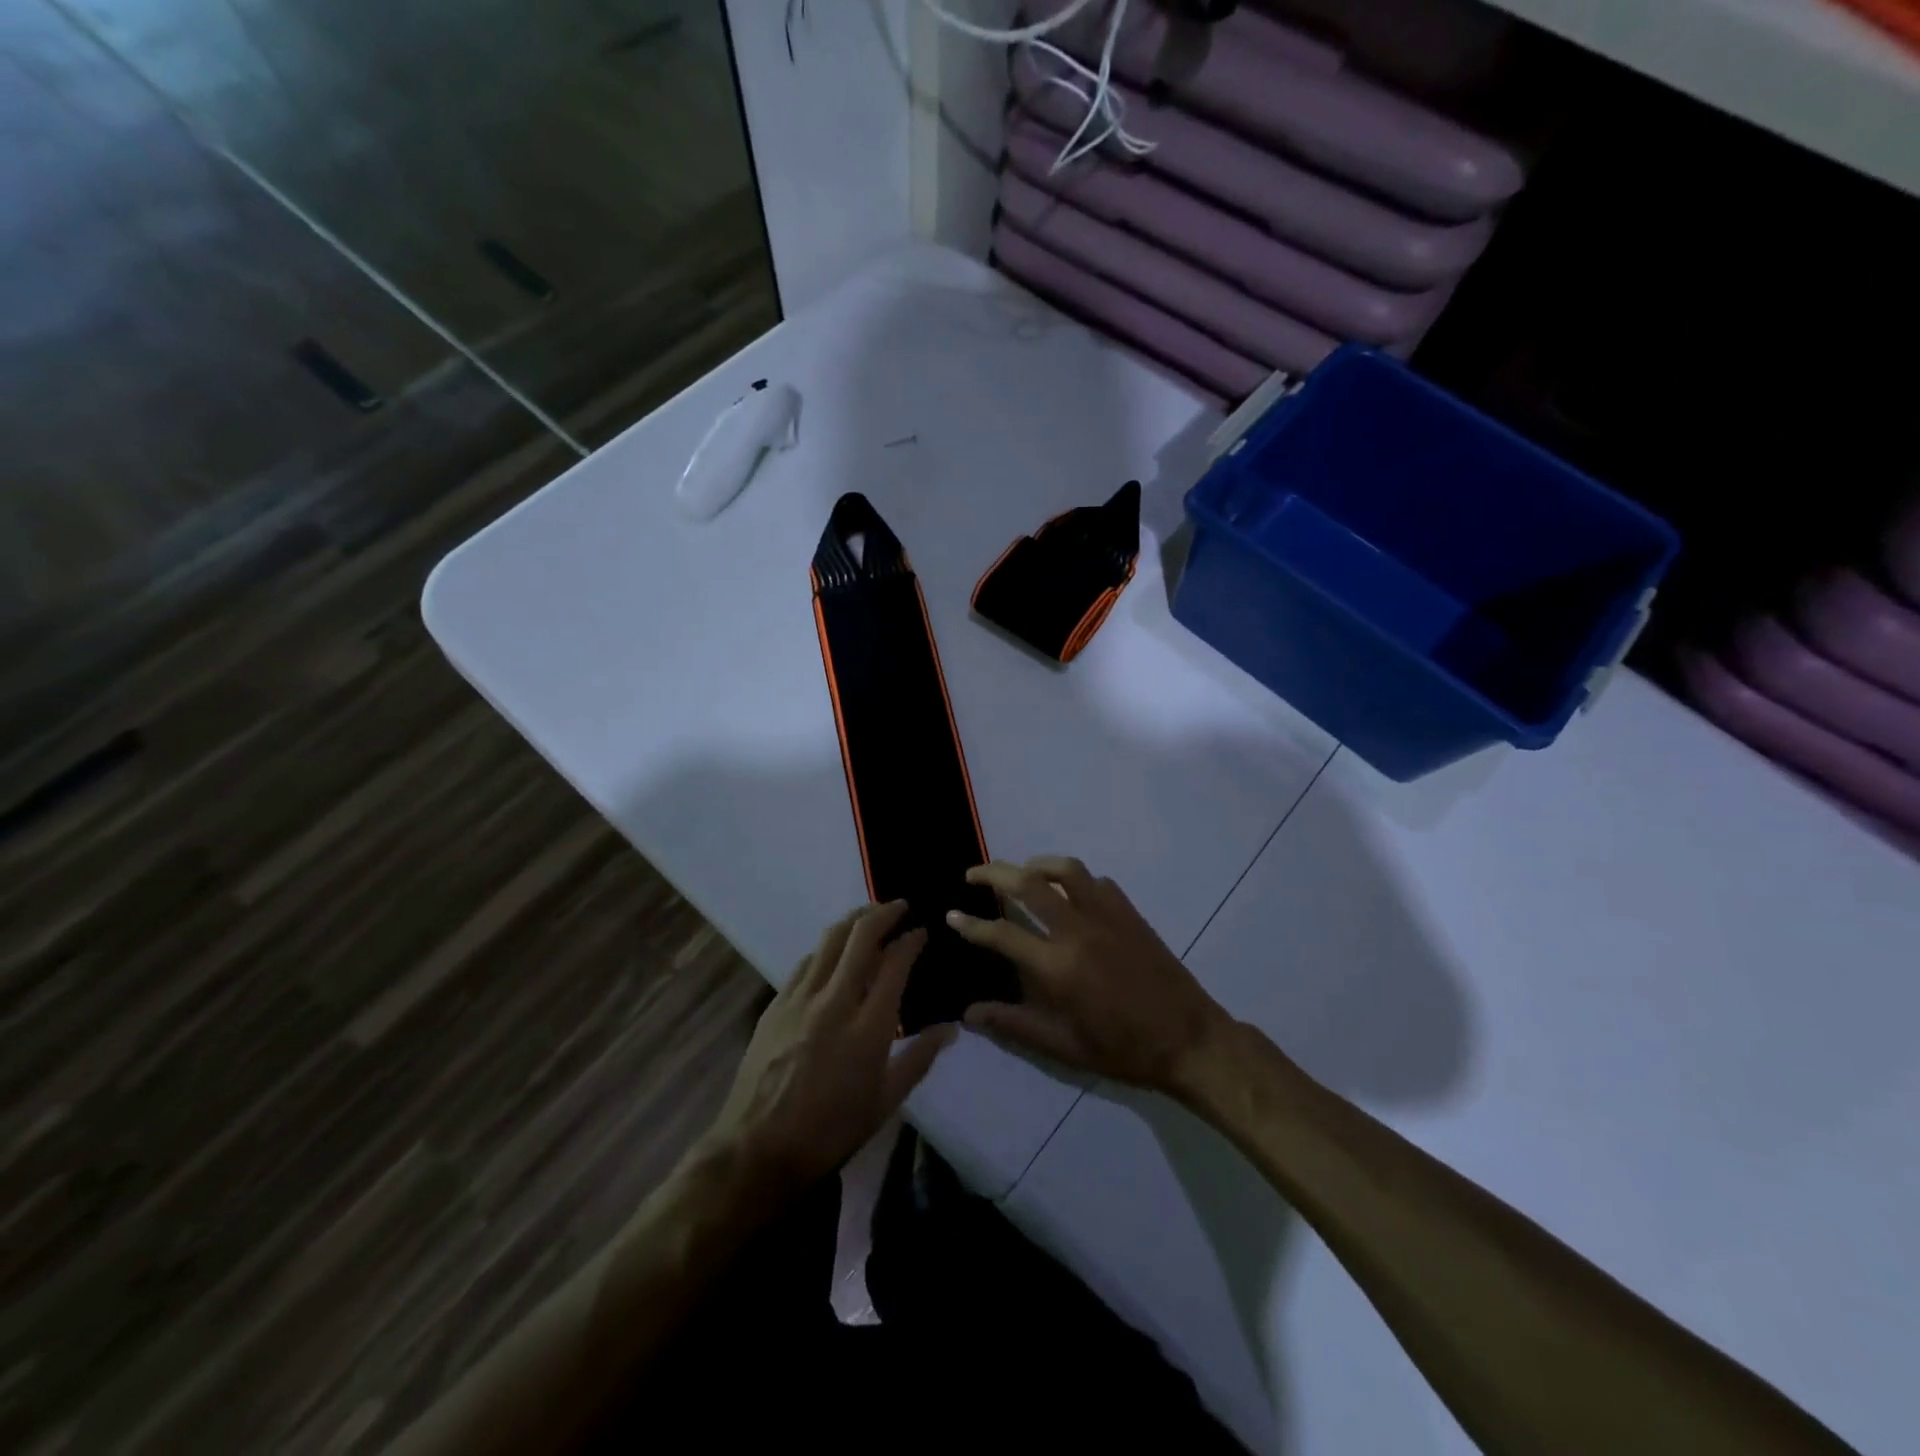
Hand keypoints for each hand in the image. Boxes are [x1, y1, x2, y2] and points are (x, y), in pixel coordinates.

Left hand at [707, 901, 954, 1192]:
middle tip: (899, 906)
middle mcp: (834, 1000)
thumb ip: (920, 1058)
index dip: (911, 939)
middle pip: (860, 936)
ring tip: (869, 916)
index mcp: (868, 1026)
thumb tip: (952, 1028)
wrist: (757, 1149)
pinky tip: (832, 953)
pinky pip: (805, 962)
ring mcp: (800, 998)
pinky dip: (825, 948)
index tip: (921, 930)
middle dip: (883, 912)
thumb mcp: (885, 1103)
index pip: (894, 963)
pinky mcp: (775, 1004)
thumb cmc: (830, 1131)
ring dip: (853, 920)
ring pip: (829, 940)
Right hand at [947, 857, 1230, 1093]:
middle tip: (973, 874)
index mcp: (1059, 967)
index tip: (952, 915)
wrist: (1190, 1040)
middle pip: (1029, 884)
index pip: (1003, 934)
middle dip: (994, 873)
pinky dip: (1075, 880)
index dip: (971, 924)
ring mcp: (1108, 916)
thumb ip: (1015, 1025)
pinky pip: (1097, 882)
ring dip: (1037, 865)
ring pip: (1066, 870)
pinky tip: (1069, 893)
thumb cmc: (1124, 1050)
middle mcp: (1078, 930)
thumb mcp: (1066, 1047)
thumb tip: (970, 1014)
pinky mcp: (1130, 913)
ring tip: (1021, 872)